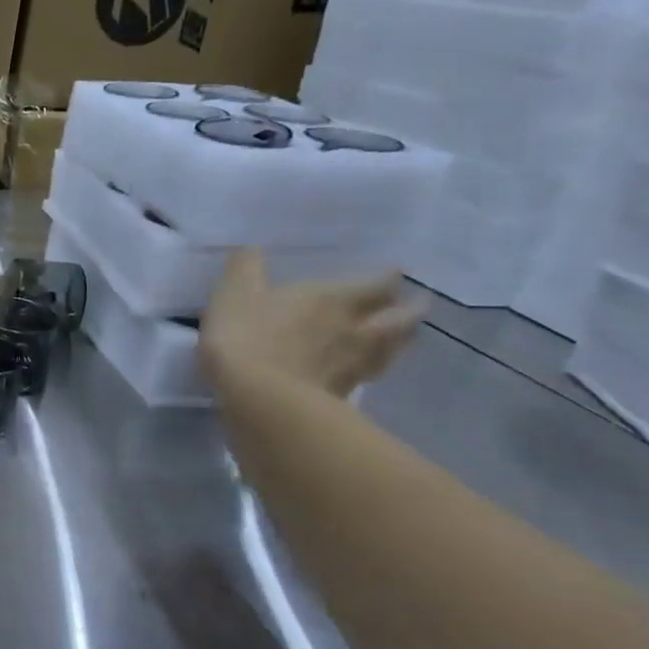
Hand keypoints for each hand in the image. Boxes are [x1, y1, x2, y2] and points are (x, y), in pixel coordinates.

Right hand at [201, 250, 425, 397]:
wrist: (259, 399)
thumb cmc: (248, 335)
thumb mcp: (233, 292)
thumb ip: (245, 267)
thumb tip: (250, 249)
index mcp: (334, 298)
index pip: (377, 283)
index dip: (387, 276)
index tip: (394, 272)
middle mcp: (355, 328)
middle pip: (400, 318)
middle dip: (409, 309)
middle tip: (414, 304)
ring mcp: (354, 365)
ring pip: (392, 349)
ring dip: (400, 341)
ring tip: (399, 337)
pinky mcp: (343, 396)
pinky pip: (367, 377)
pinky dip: (372, 370)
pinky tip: (364, 371)